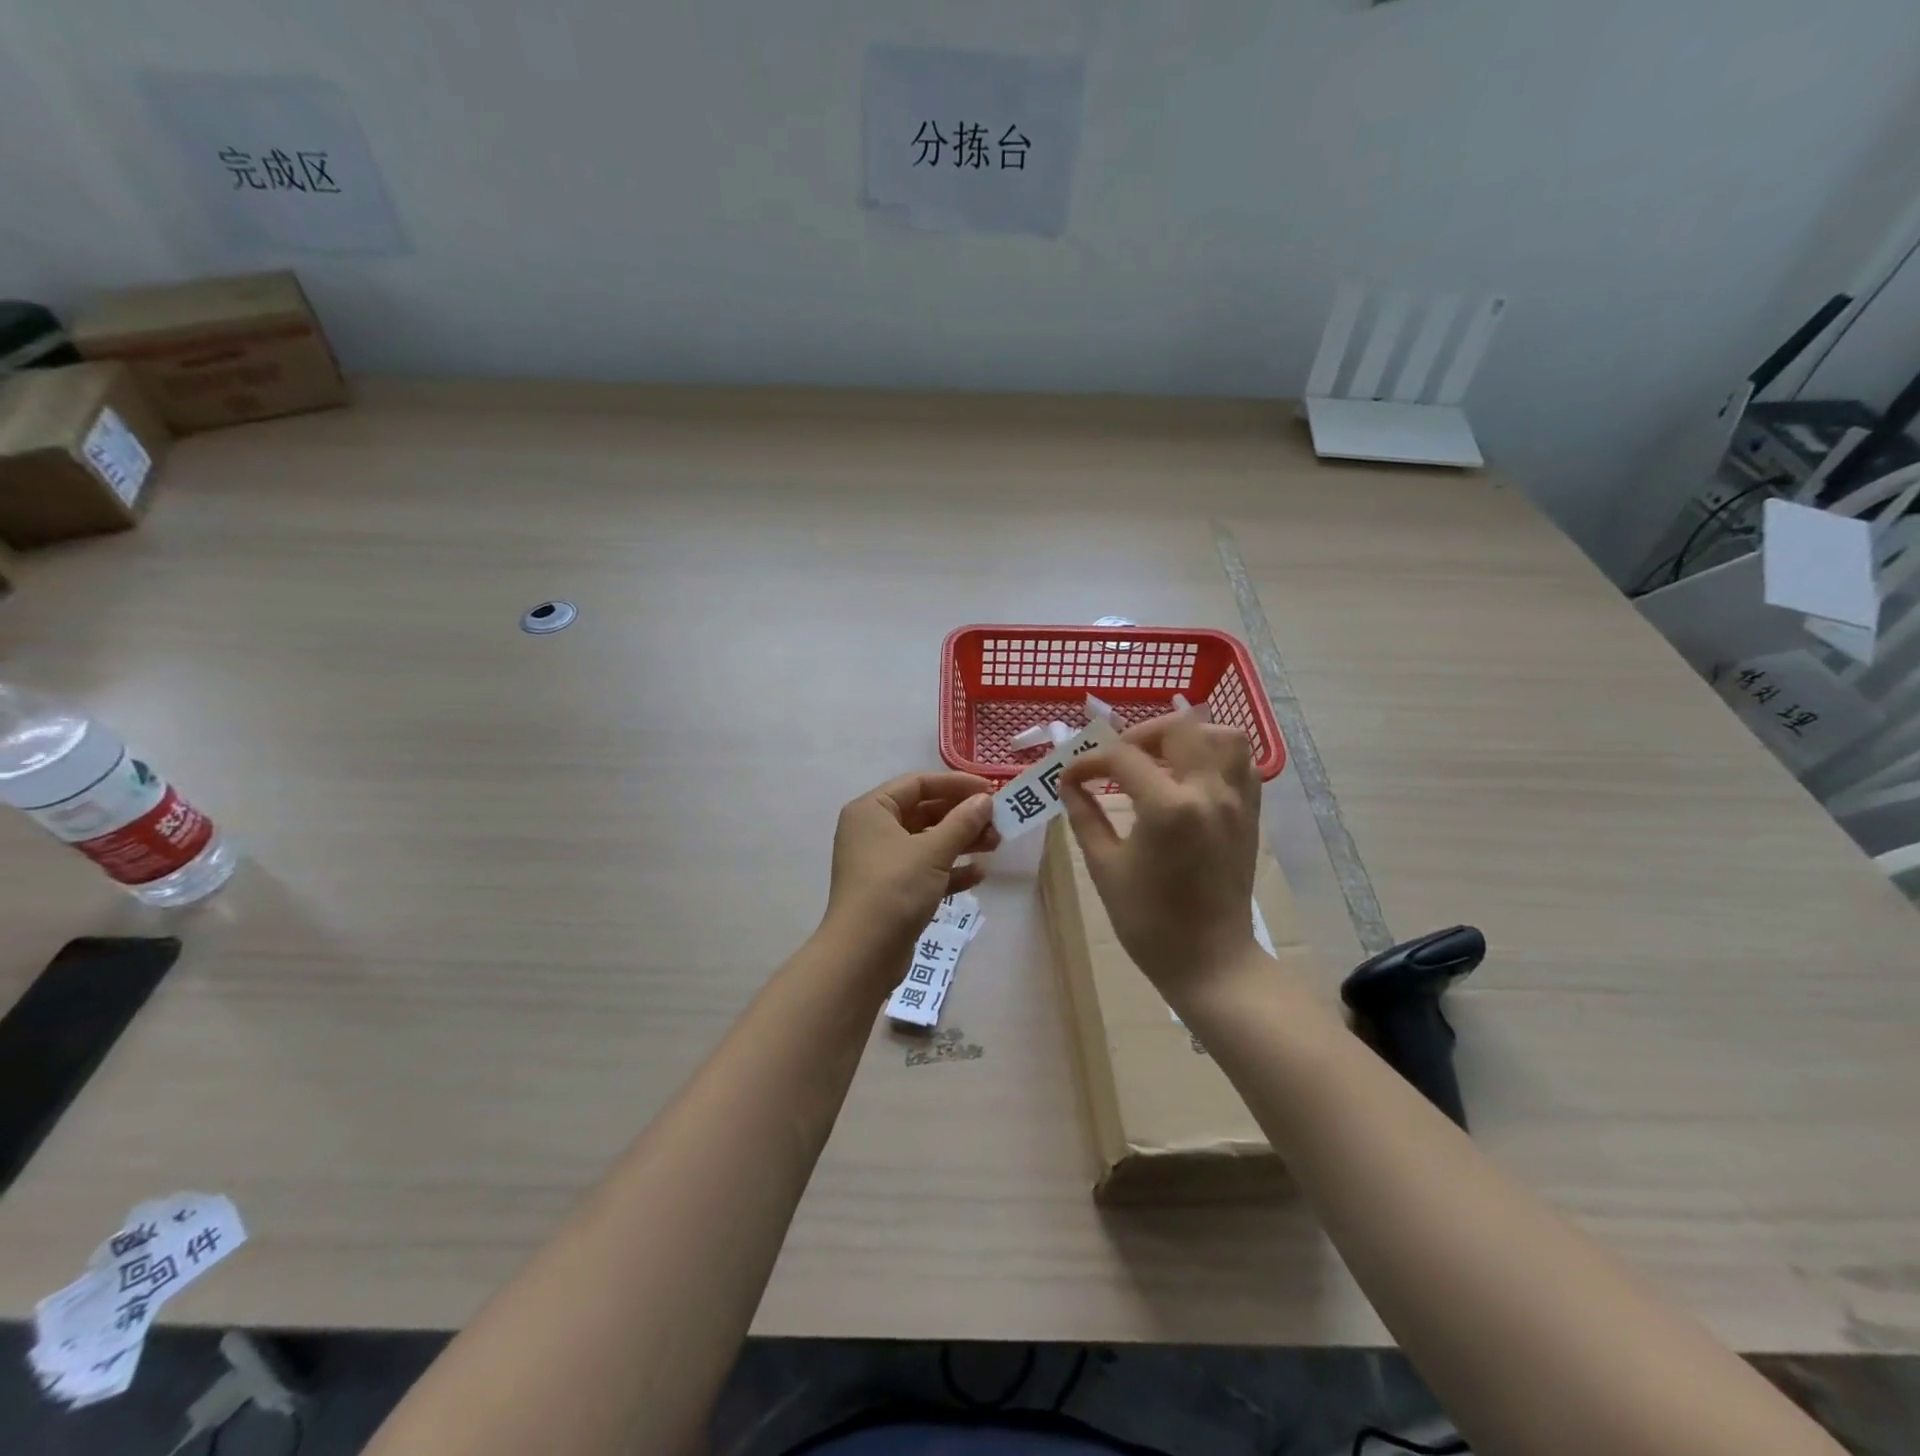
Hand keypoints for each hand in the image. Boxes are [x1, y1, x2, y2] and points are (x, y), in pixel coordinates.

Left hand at [825, 771, 998, 949]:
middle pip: (924, 812)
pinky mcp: (892, 890)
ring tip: (996, 845)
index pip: (918, 783)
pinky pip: (925, 870)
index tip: (990, 791)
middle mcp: (873, 830)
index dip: (956, 784)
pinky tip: (978, 875)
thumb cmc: (894, 889)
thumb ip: (962, 822)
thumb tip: (985, 800)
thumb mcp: (932, 851)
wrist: (863, 954)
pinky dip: (950, 870)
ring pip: (928, 842)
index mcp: (872, 810)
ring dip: (961, 842)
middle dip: (962, 817)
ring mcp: (881, 862)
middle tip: (998, 822)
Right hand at [1059, 711, 1262, 996]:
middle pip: (1180, 728)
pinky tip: (1189, 776)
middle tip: (1119, 759)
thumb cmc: (1149, 921)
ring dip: (1186, 737)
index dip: (1090, 762)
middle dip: (1141, 735)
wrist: (1210, 961)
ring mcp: (1237, 801)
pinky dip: (1215, 755)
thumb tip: (1069, 784)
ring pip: (1222, 736)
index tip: (1071, 777)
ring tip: (1160, 759)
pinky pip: (1242, 763)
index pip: (1123, 758)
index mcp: (1168, 808)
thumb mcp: (1105, 867)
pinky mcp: (1251, 814)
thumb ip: (1084, 816)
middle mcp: (1209, 792)